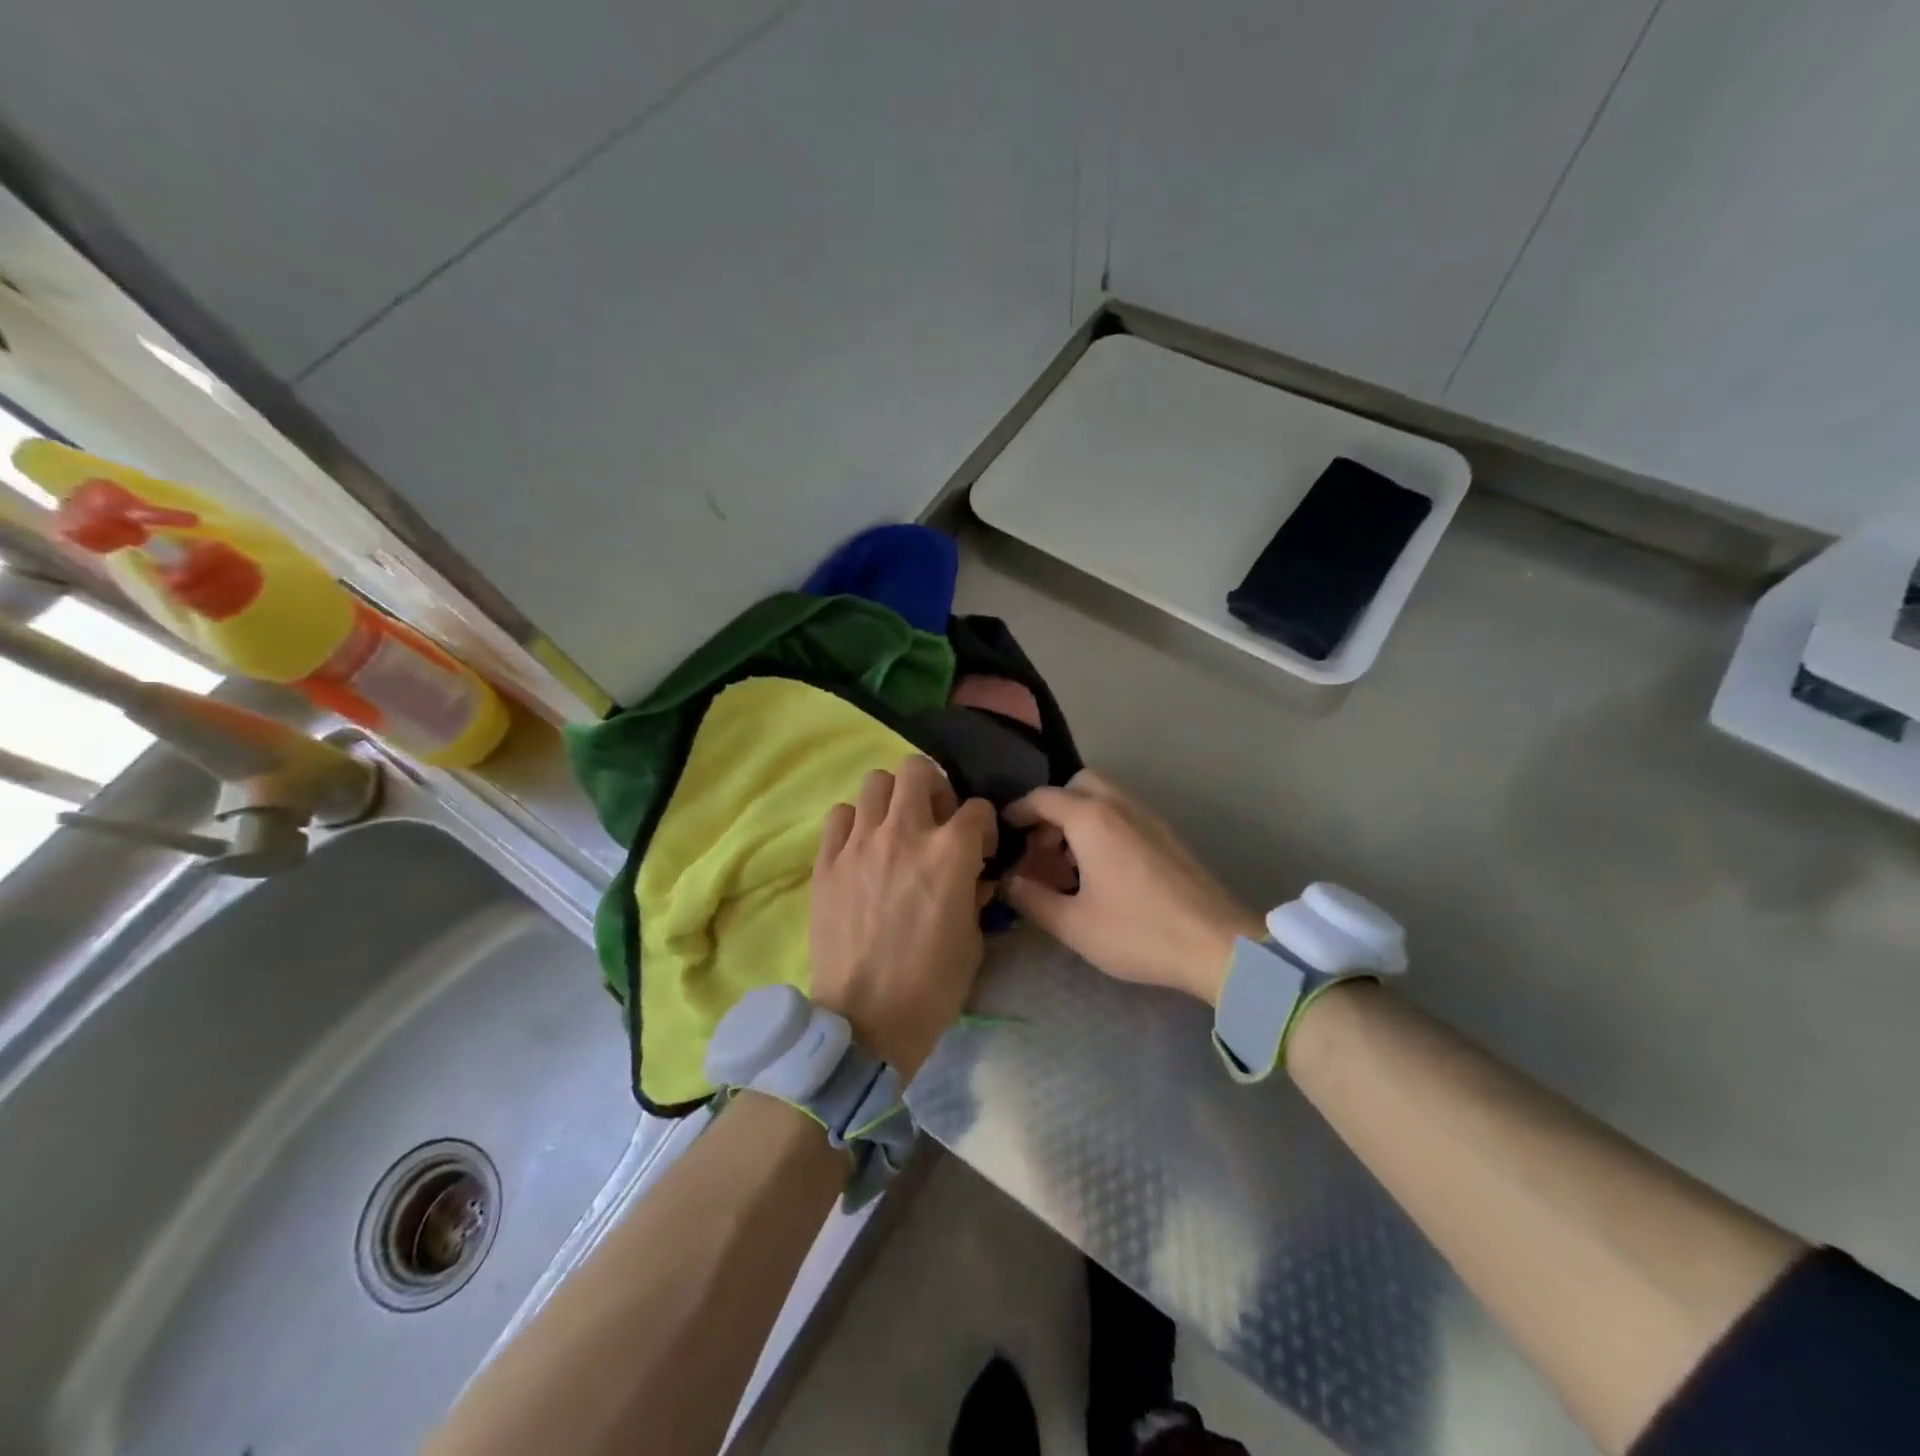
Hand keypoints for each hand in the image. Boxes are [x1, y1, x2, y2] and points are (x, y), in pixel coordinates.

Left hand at [809, 756, 998, 1078]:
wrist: (865, 1021)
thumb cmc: (931, 986)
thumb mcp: (973, 940)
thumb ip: (974, 894)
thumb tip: (972, 876)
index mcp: (950, 852)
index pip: (977, 808)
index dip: (985, 826)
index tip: (980, 850)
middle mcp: (905, 833)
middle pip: (918, 770)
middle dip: (934, 788)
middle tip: (935, 820)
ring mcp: (860, 843)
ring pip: (875, 782)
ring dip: (892, 799)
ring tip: (894, 829)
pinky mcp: (826, 861)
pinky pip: (840, 816)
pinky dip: (854, 823)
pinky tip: (861, 848)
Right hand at [1003, 770, 1263, 1004]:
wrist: (1217, 944)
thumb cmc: (1138, 932)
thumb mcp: (1074, 924)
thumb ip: (1033, 899)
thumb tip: (1009, 882)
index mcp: (1091, 819)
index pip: (1043, 797)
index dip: (1018, 811)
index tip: (1003, 830)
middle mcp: (1120, 806)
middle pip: (1079, 784)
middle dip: (1054, 807)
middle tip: (1043, 845)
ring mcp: (1149, 818)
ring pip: (1105, 797)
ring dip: (1080, 817)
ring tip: (1070, 863)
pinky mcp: (1168, 835)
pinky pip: (1125, 814)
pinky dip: (1105, 826)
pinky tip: (1103, 870)